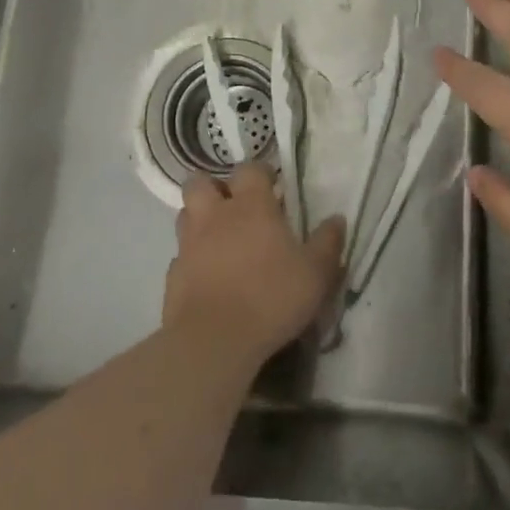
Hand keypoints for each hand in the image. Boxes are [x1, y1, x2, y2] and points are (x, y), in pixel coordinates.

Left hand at [166, 165, 345, 366]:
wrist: (215, 340)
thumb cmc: (272, 297)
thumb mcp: (316, 273)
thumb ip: (327, 243)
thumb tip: (337, 219)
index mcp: (251, 206)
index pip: (249, 169)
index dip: (259, 172)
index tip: (271, 184)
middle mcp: (215, 216)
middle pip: (200, 182)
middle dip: (215, 187)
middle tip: (234, 205)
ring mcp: (189, 244)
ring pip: (185, 215)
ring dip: (199, 218)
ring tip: (219, 237)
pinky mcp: (172, 275)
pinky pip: (180, 255)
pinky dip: (192, 258)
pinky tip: (207, 275)